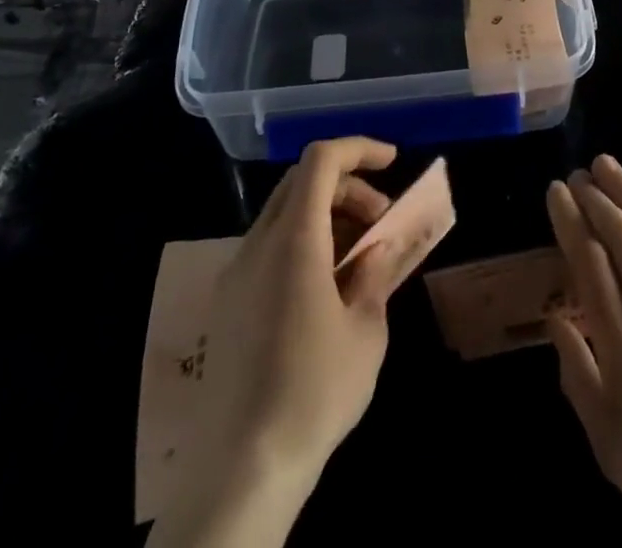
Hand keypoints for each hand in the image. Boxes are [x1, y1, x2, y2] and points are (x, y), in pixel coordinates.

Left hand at [151, 137, 405, 547]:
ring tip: (360, 257)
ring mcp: (236, 274)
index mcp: (294, 239)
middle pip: (302, 181)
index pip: (321, 159)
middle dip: (348, 184)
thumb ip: (376, 273)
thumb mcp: (366, 330)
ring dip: (327, 214)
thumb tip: (381, 245)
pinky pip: (269, 247)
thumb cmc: (313, 393)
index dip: (359, 148)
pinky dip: (304, 242)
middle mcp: (258, 244)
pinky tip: (326, 287)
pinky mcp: (227, 304)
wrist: (239, 472)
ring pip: (284, 213)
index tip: (393, 163)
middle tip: (381, 219)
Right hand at [546, 156, 621, 547]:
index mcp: (621, 351)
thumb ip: (577, 377)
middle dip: (595, 198)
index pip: (588, 263)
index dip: (569, 220)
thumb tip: (555, 320)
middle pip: (620, 237)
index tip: (556, 192)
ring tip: (606, 165)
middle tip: (578, 174)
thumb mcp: (609, 446)